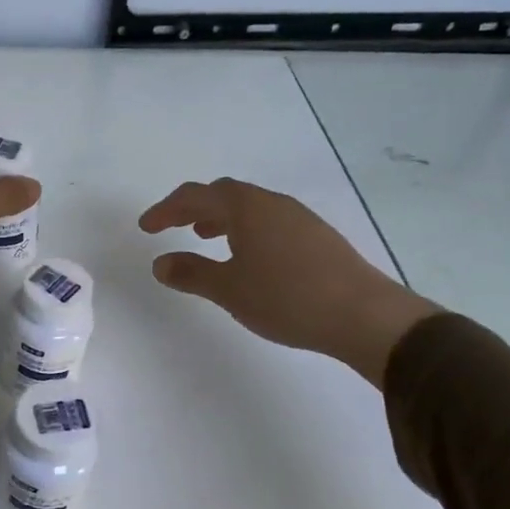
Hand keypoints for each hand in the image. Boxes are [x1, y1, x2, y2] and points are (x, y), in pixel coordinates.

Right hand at [138, 178, 438, 386]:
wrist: (363, 315)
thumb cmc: (286, 298)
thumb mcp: (229, 289)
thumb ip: (191, 273)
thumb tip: (160, 263)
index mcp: (246, 207)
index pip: (195, 196)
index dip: (166, 210)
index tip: (146, 228)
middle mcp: (272, 202)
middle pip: (224, 193)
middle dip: (193, 207)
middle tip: (173, 226)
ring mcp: (299, 217)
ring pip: (250, 207)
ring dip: (222, 217)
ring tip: (206, 237)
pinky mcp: (317, 236)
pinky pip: (269, 220)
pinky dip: (246, 229)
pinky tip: (249, 257)